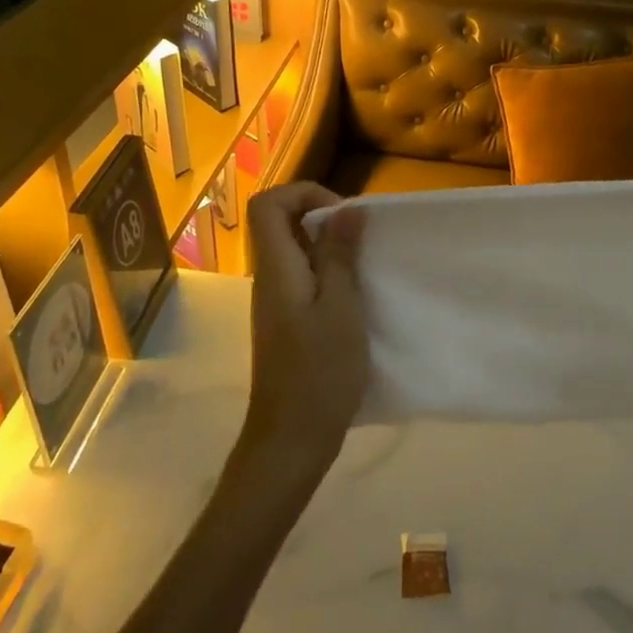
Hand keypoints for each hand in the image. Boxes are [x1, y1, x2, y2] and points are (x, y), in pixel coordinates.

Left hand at [243, 182, 369, 475]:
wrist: (291, 439)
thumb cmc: (319, 372)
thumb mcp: (341, 308)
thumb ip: (340, 256)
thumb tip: (347, 209)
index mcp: (277, 268)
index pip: (269, 204)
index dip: (305, 193)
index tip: (344, 215)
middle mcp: (269, 278)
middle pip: (282, 224)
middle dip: (324, 219)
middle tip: (362, 241)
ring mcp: (275, 302)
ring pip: (295, 252)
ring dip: (329, 249)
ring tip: (364, 268)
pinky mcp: (286, 323)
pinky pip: (302, 279)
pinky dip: (328, 276)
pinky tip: (355, 300)